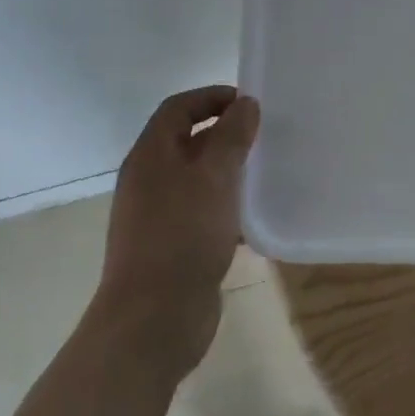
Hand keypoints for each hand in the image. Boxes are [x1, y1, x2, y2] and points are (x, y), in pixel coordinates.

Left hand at [95, 86, 259, 374]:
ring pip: (197, 180)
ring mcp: (158, 216)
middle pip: (186, 142)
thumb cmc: (183, 236)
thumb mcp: (213, 178)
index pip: (178, 108)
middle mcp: (149, 180)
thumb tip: (245, 103)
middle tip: (264, 137)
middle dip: (224, 134)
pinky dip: (226, 209)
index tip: (250, 104)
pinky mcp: (172, 247)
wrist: (154, 318)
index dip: (211, 97)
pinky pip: (201, 214)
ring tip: (265, 174)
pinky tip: (254, 221)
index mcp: (150, 156)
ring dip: (228, 173)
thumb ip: (231, 137)